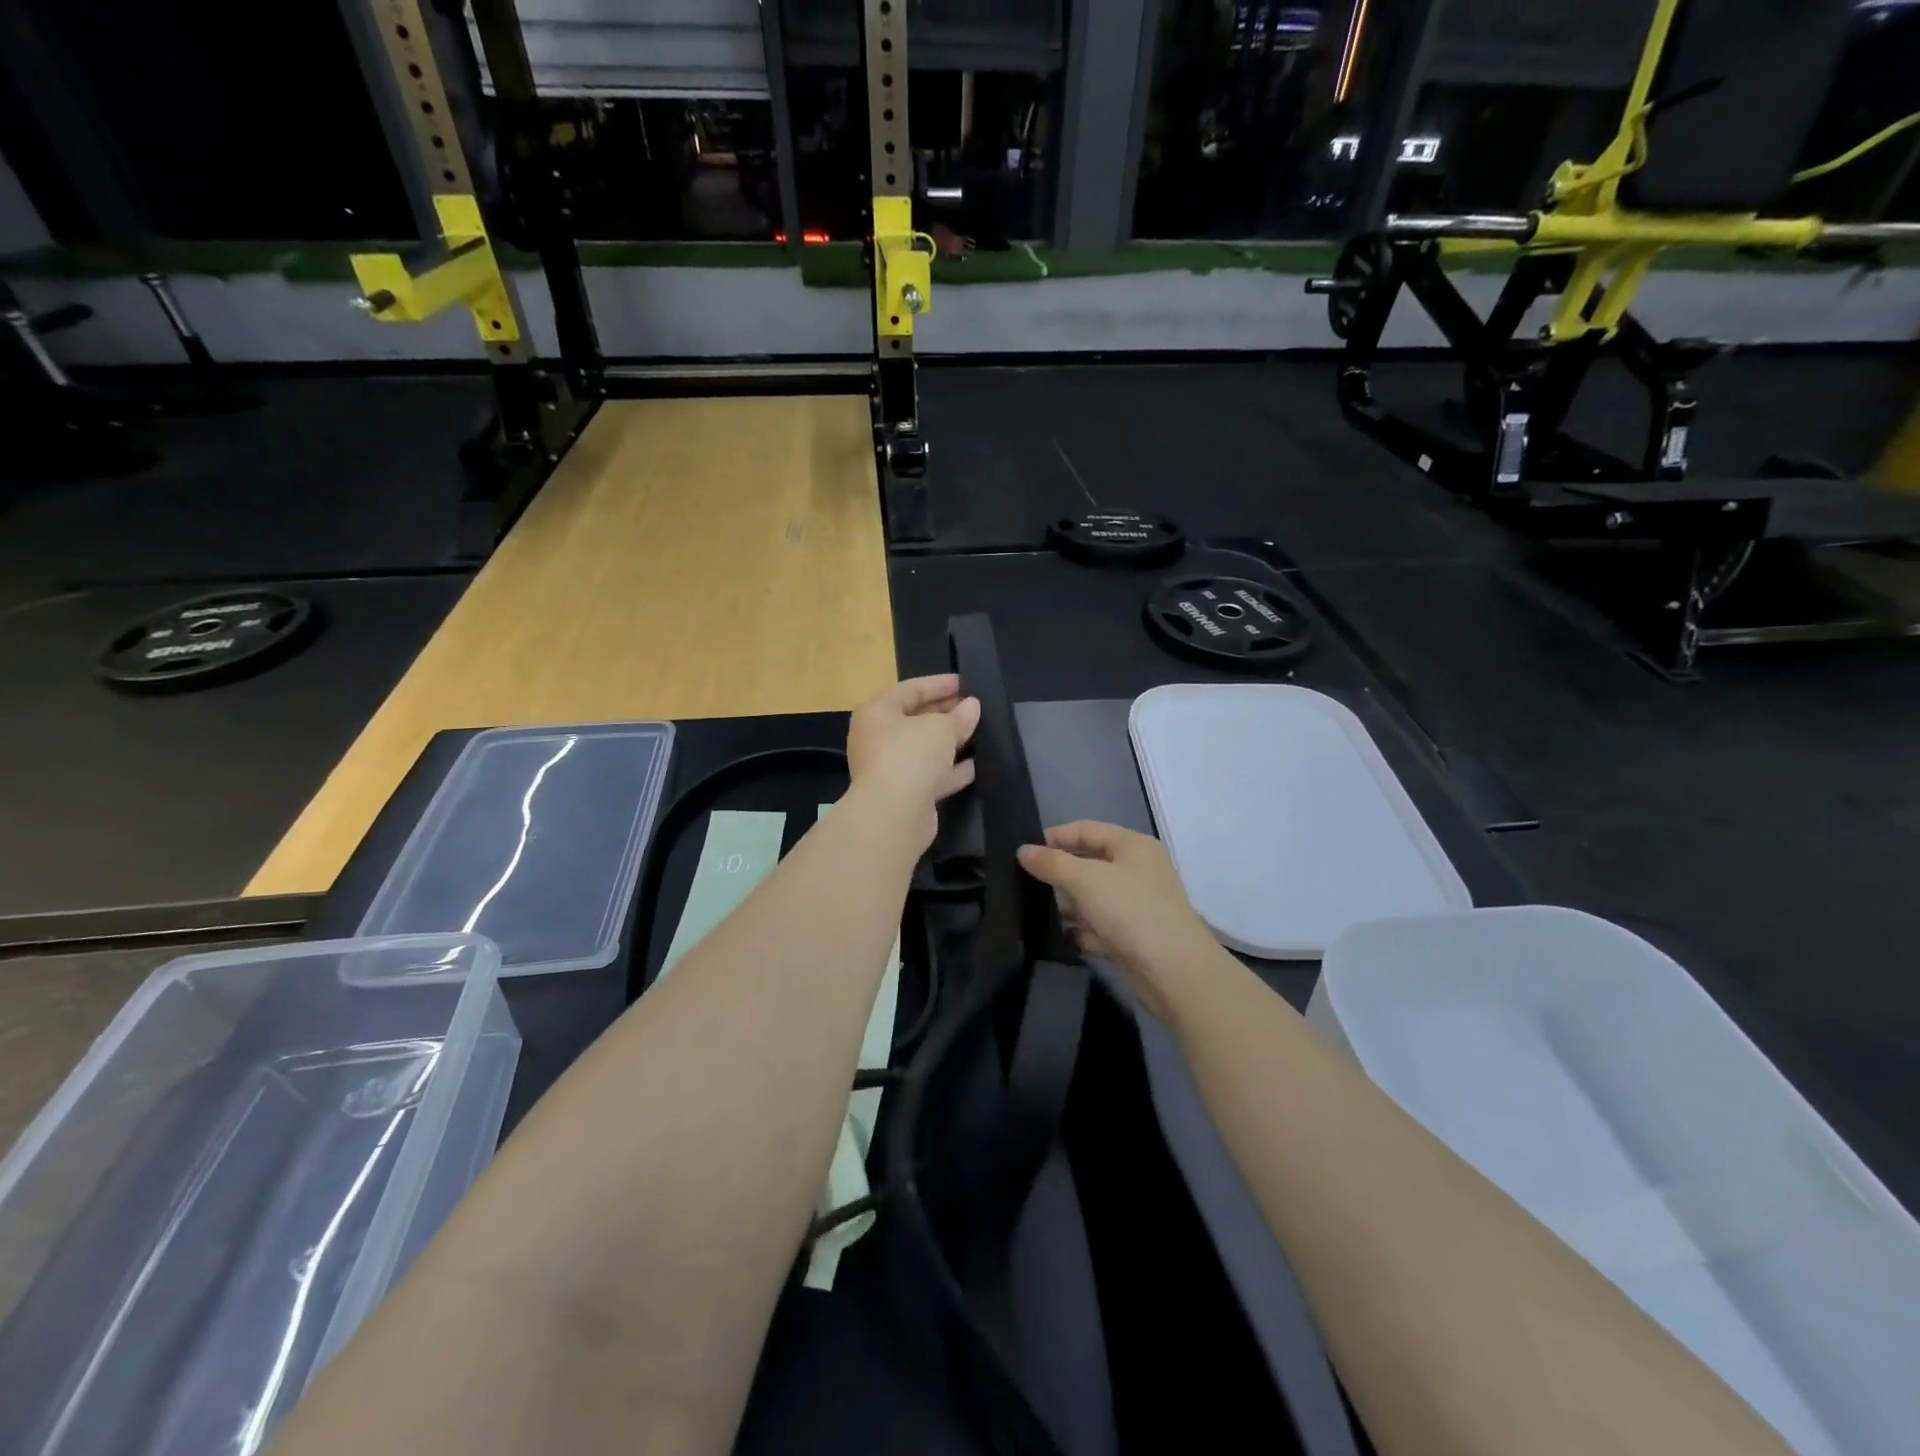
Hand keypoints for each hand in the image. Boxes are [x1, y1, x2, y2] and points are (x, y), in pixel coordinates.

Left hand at [846, 675, 981, 849]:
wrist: (893, 814)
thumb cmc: (911, 755)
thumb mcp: (941, 728)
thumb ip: (959, 716)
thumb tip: (972, 706)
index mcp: (877, 713)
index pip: (910, 689)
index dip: (939, 684)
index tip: (966, 683)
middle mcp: (878, 739)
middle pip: (915, 719)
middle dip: (946, 713)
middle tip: (974, 708)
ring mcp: (890, 768)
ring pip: (924, 749)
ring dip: (950, 742)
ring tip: (979, 733)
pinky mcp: (905, 794)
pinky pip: (931, 775)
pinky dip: (951, 769)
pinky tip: (976, 765)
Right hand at [1018, 822, 1221, 1018]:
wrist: (1173, 970)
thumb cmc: (1130, 910)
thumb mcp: (1085, 879)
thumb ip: (1052, 863)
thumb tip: (1023, 850)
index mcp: (1132, 846)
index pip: (1087, 830)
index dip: (1055, 837)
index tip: (1024, 851)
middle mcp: (1137, 870)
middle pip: (1088, 863)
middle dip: (1059, 874)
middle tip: (1024, 883)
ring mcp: (1136, 905)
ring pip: (1092, 897)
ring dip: (1068, 904)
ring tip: (1034, 911)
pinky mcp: (1132, 936)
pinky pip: (1099, 925)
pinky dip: (1081, 930)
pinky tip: (1059, 936)